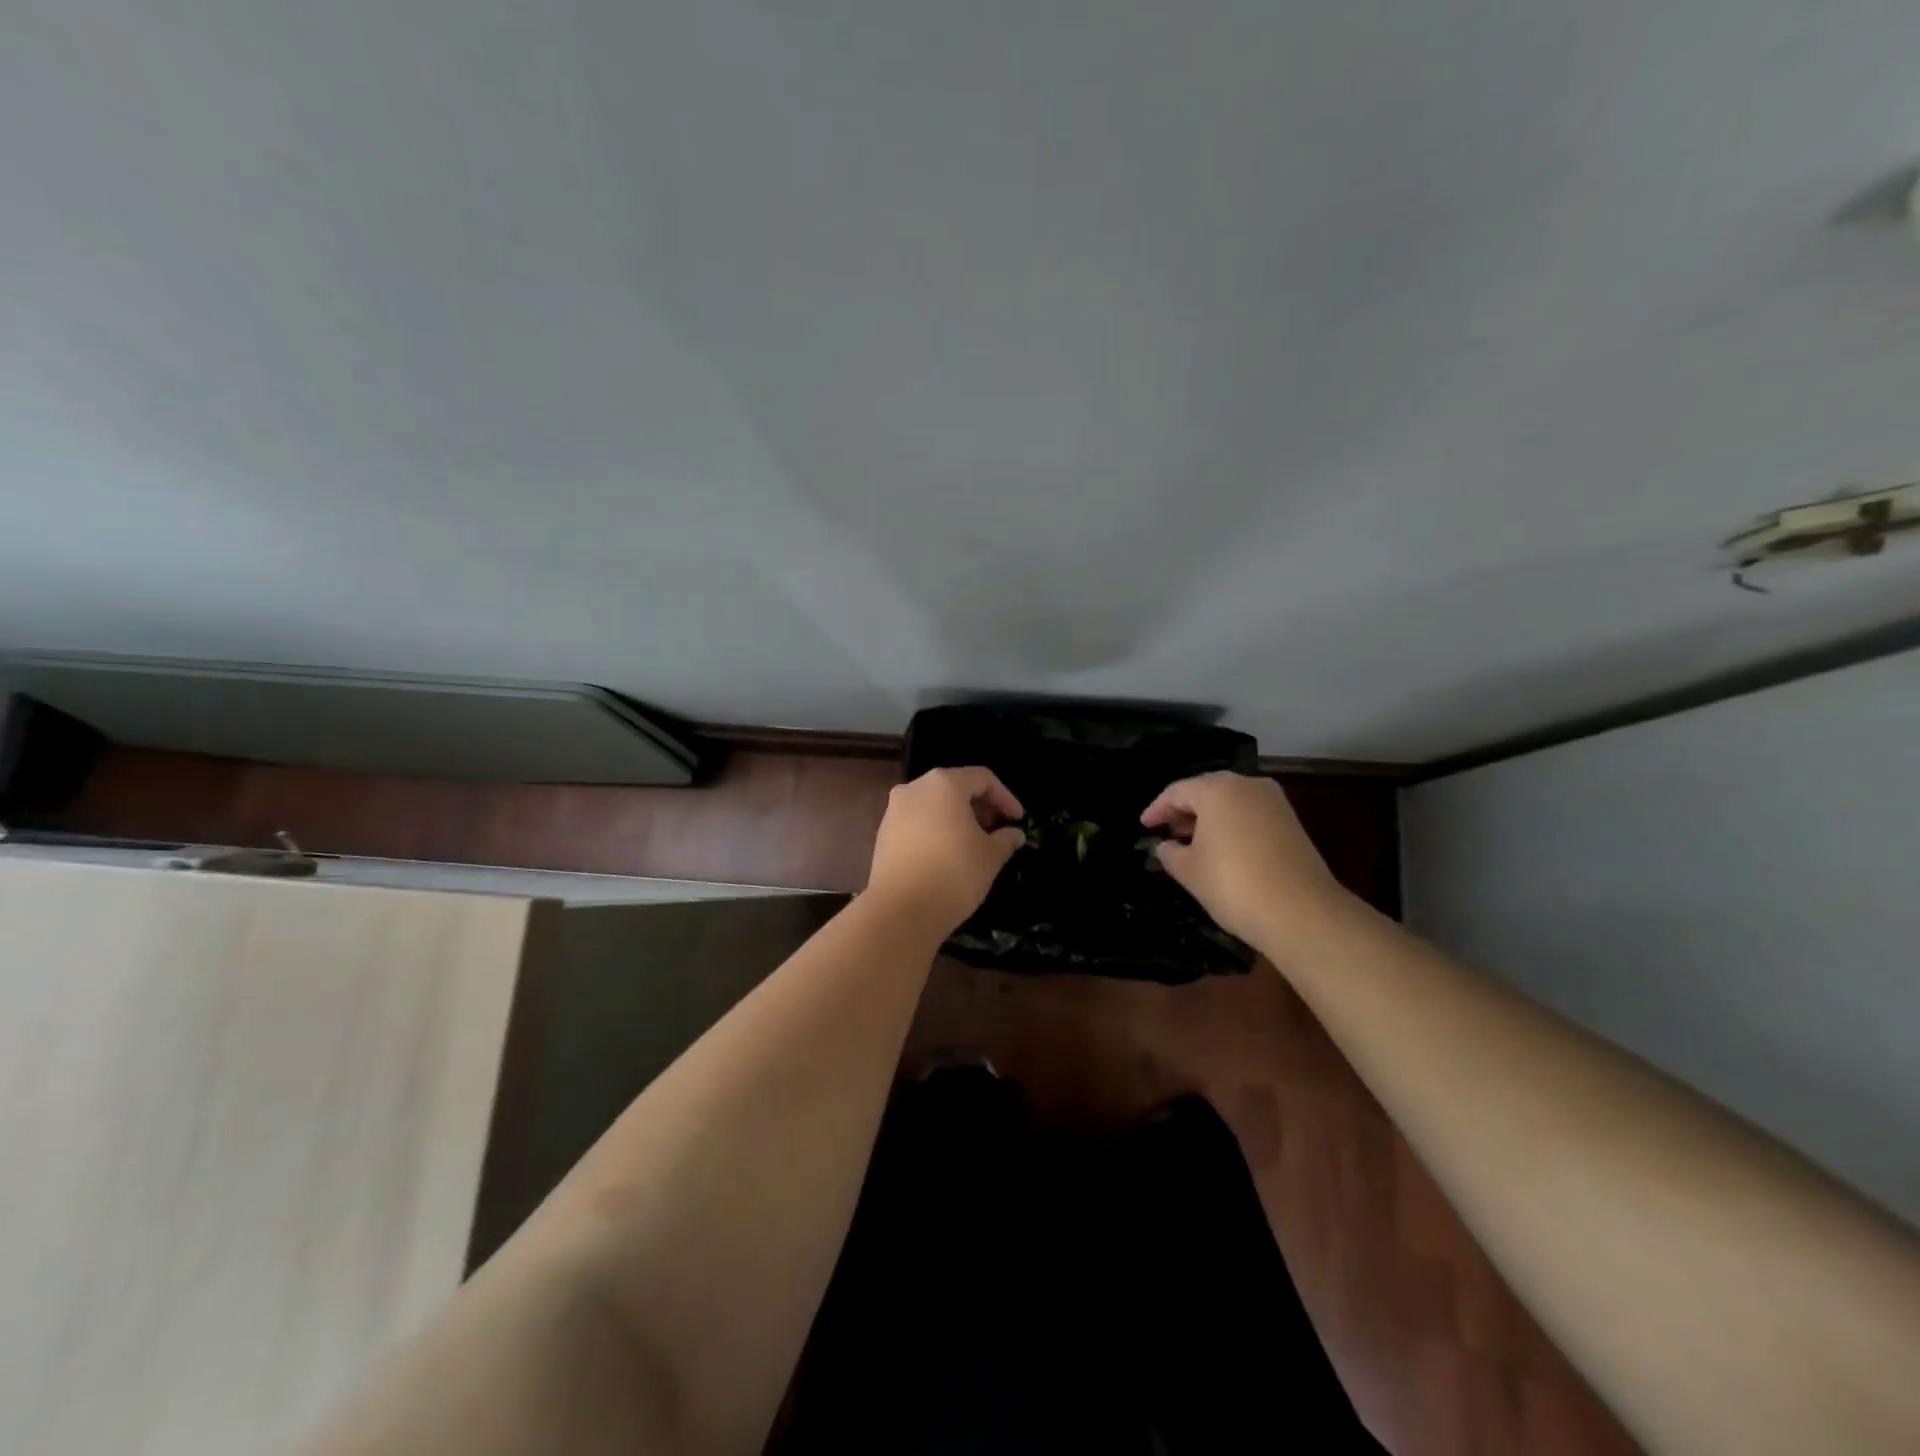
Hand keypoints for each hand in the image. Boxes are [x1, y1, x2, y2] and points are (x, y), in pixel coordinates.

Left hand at [864, 767, 1025, 938]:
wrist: (901, 910)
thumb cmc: (954, 873)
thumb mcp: (990, 856)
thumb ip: (1005, 839)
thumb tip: (1014, 834)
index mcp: (944, 784)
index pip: (982, 779)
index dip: (1005, 797)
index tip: (1018, 820)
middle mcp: (915, 788)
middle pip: (955, 787)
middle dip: (980, 806)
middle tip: (997, 830)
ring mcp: (894, 810)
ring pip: (934, 805)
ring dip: (957, 818)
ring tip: (974, 844)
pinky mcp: (883, 834)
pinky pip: (917, 822)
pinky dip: (936, 830)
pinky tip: (947, 854)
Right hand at [1141, 772, 1346, 946]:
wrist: (1302, 913)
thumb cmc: (1234, 885)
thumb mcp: (1189, 871)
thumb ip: (1169, 852)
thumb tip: (1164, 846)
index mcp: (1217, 790)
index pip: (1177, 792)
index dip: (1157, 809)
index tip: (1144, 826)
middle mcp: (1248, 785)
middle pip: (1206, 790)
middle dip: (1184, 810)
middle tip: (1166, 831)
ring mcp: (1274, 802)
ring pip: (1231, 801)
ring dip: (1209, 818)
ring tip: (1192, 842)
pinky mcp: (1291, 822)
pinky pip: (1250, 814)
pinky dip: (1232, 825)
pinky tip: (1222, 849)